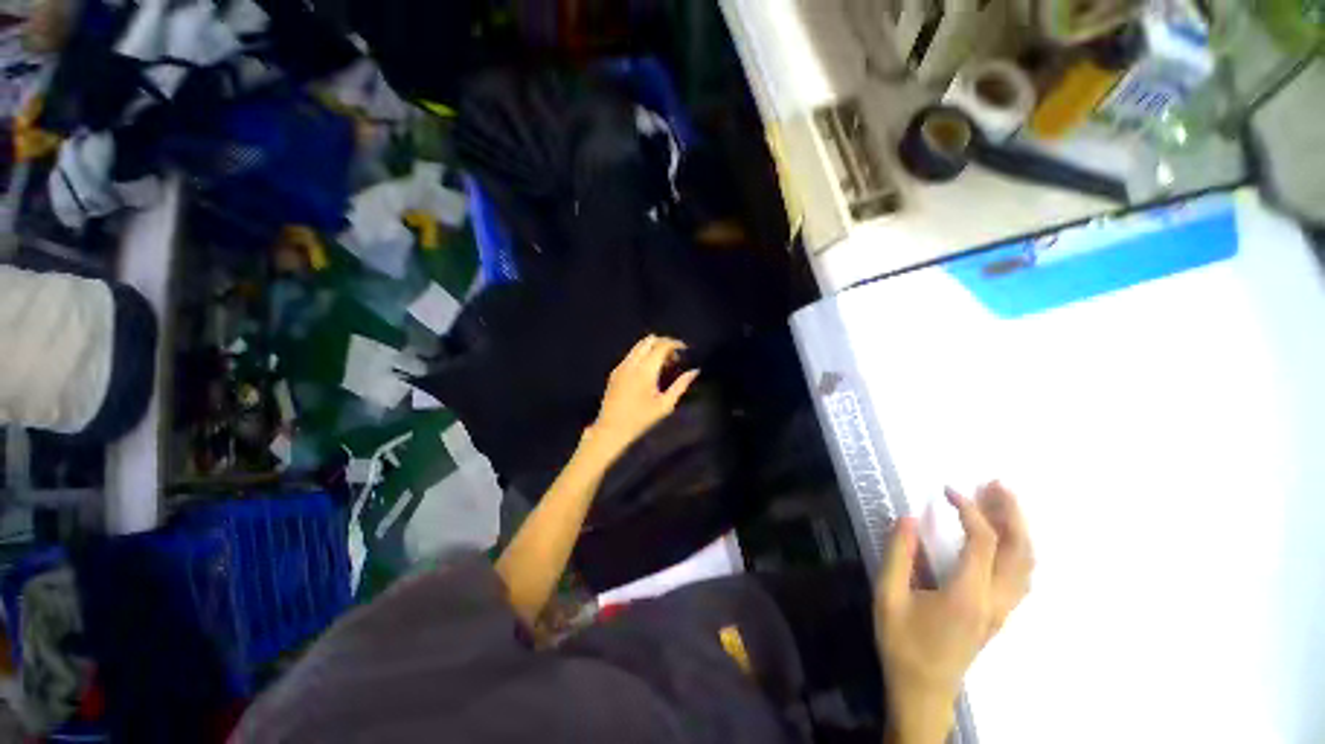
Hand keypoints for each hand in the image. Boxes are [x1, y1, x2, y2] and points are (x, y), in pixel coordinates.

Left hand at [585, 335, 698, 461]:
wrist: (611, 429)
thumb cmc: (641, 419)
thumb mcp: (665, 405)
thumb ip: (680, 385)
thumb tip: (694, 371)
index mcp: (645, 370)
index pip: (662, 345)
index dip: (675, 344)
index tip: (685, 349)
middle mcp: (632, 363)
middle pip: (649, 340)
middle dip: (664, 343)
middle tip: (674, 357)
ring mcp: (621, 366)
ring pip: (638, 346)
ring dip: (652, 348)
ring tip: (663, 364)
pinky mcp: (615, 371)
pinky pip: (631, 354)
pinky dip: (642, 355)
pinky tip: (648, 371)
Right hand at [875, 482, 1033, 743]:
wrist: (923, 692)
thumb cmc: (902, 644)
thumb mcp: (888, 597)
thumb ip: (898, 555)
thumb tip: (907, 518)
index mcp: (967, 595)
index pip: (983, 542)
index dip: (969, 510)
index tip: (947, 489)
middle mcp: (995, 601)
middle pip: (1020, 551)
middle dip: (1011, 513)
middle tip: (997, 484)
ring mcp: (1002, 611)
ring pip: (1027, 565)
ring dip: (1020, 530)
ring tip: (1004, 502)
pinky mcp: (999, 616)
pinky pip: (1023, 578)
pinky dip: (1021, 551)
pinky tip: (1007, 541)